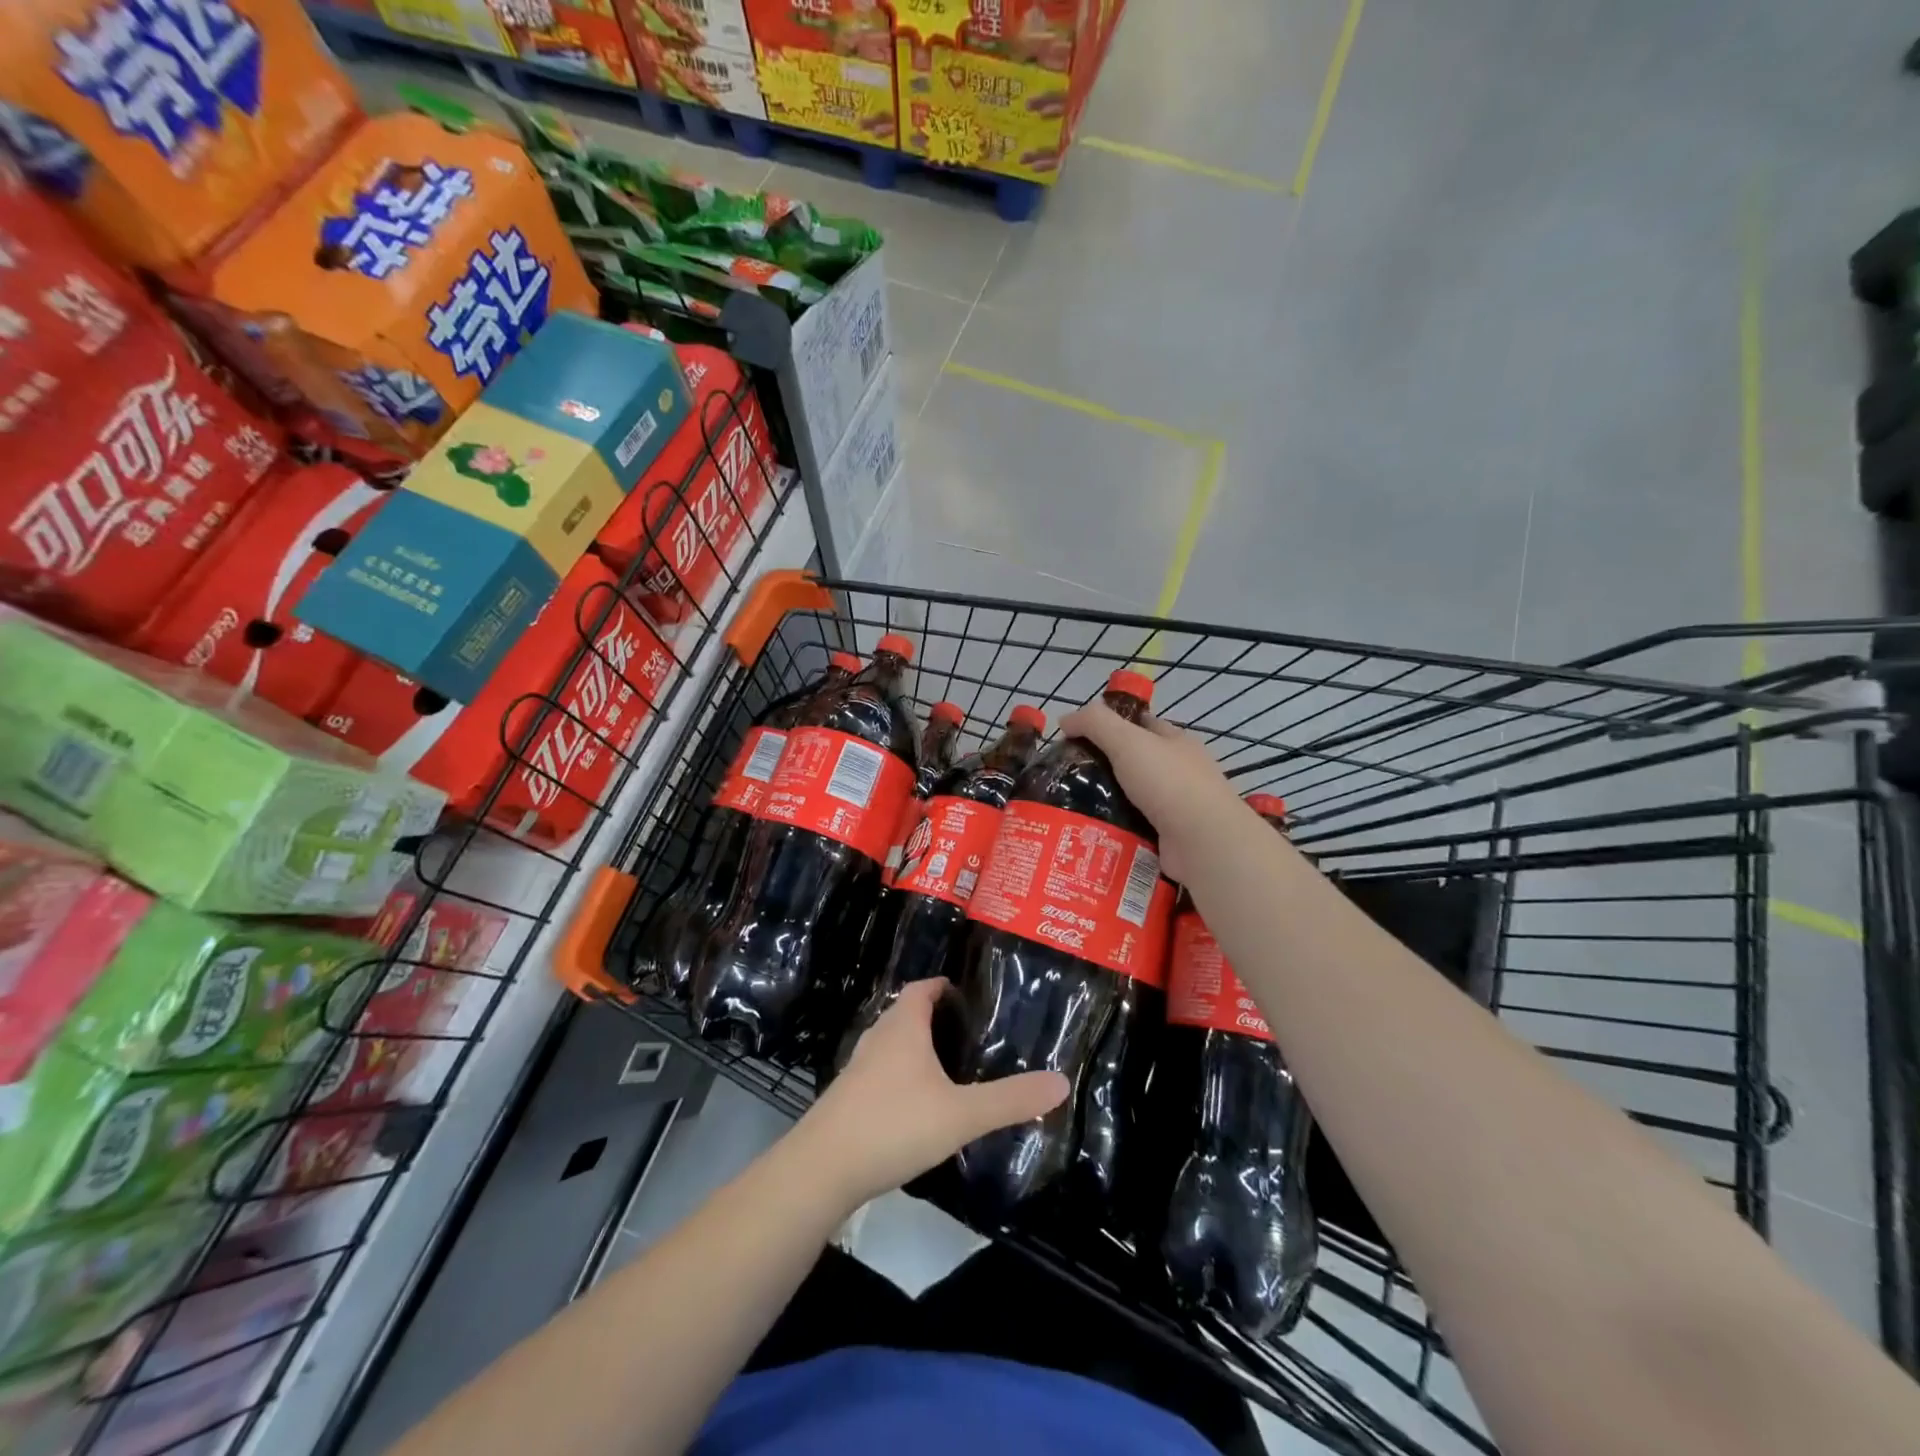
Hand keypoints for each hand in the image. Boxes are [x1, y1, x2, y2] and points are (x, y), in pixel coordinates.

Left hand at [793, 979, 1067, 1210]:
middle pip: (907, 1013)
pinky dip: (901, 1076)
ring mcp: (858, 1068)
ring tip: (949, 1067)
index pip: (923, 987)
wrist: (822, 1169)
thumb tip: (1062, 1081)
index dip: (945, 985)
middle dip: (935, 1017)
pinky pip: (881, 1073)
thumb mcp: (961, 1114)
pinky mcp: (848, 1098)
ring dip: (917, 1048)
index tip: (971, 996)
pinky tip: (918, 1104)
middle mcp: (878, 1037)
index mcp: (903, 1026)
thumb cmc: (894, 1125)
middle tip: (971, 1034)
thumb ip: (1011, 1099)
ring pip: (893, 1044)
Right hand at [1059, 700, 1245, 882]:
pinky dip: (1115, 831)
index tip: (1076, 737)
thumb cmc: (1168, 782)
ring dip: (1105, 803)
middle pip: (1133, 763)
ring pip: (1131, 799)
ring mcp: (1177, 807)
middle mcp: (1179, 772)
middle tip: (1065, 778)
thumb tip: (1065, 719)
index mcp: (1175, 742)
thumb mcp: (1127, 741)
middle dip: (1102, 768)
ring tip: (1069, 808)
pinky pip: (1134, 829)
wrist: (1204, 842)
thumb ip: (1095, 724)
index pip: (1140, 724)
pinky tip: (1091, 833)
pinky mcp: (1170, 838)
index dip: (1110, 725)